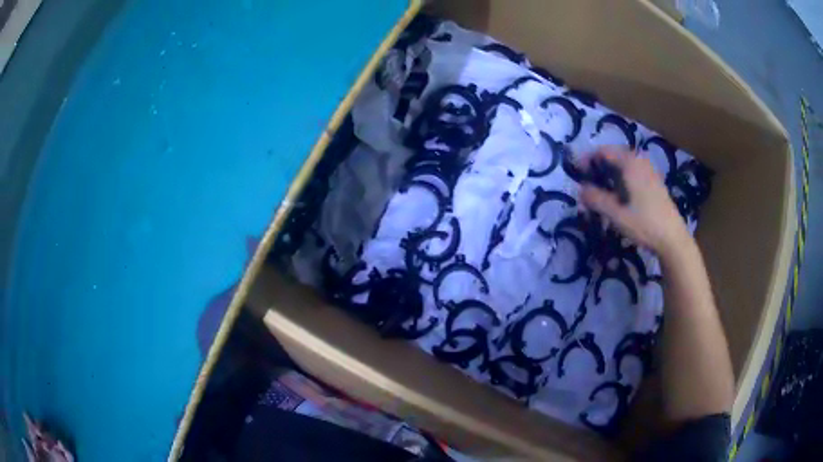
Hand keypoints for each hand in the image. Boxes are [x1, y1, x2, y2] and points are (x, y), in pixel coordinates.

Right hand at [579, 146, 690, 254]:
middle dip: (599, 168)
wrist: (673, 239)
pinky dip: (622, 179)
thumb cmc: (644, 224)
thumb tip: (580, 190)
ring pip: (624, 165)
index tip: (577, 173)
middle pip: (614, 156)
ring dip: (611, 174)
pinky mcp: (655, 183)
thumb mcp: (616, 214)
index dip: (588, 159)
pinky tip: (620, 197)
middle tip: (588, 184)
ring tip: (602, 192)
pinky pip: (633, 173)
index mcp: (630, 163)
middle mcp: (640, 162)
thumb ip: (596, 199)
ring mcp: (650, 171)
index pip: (604, 151)